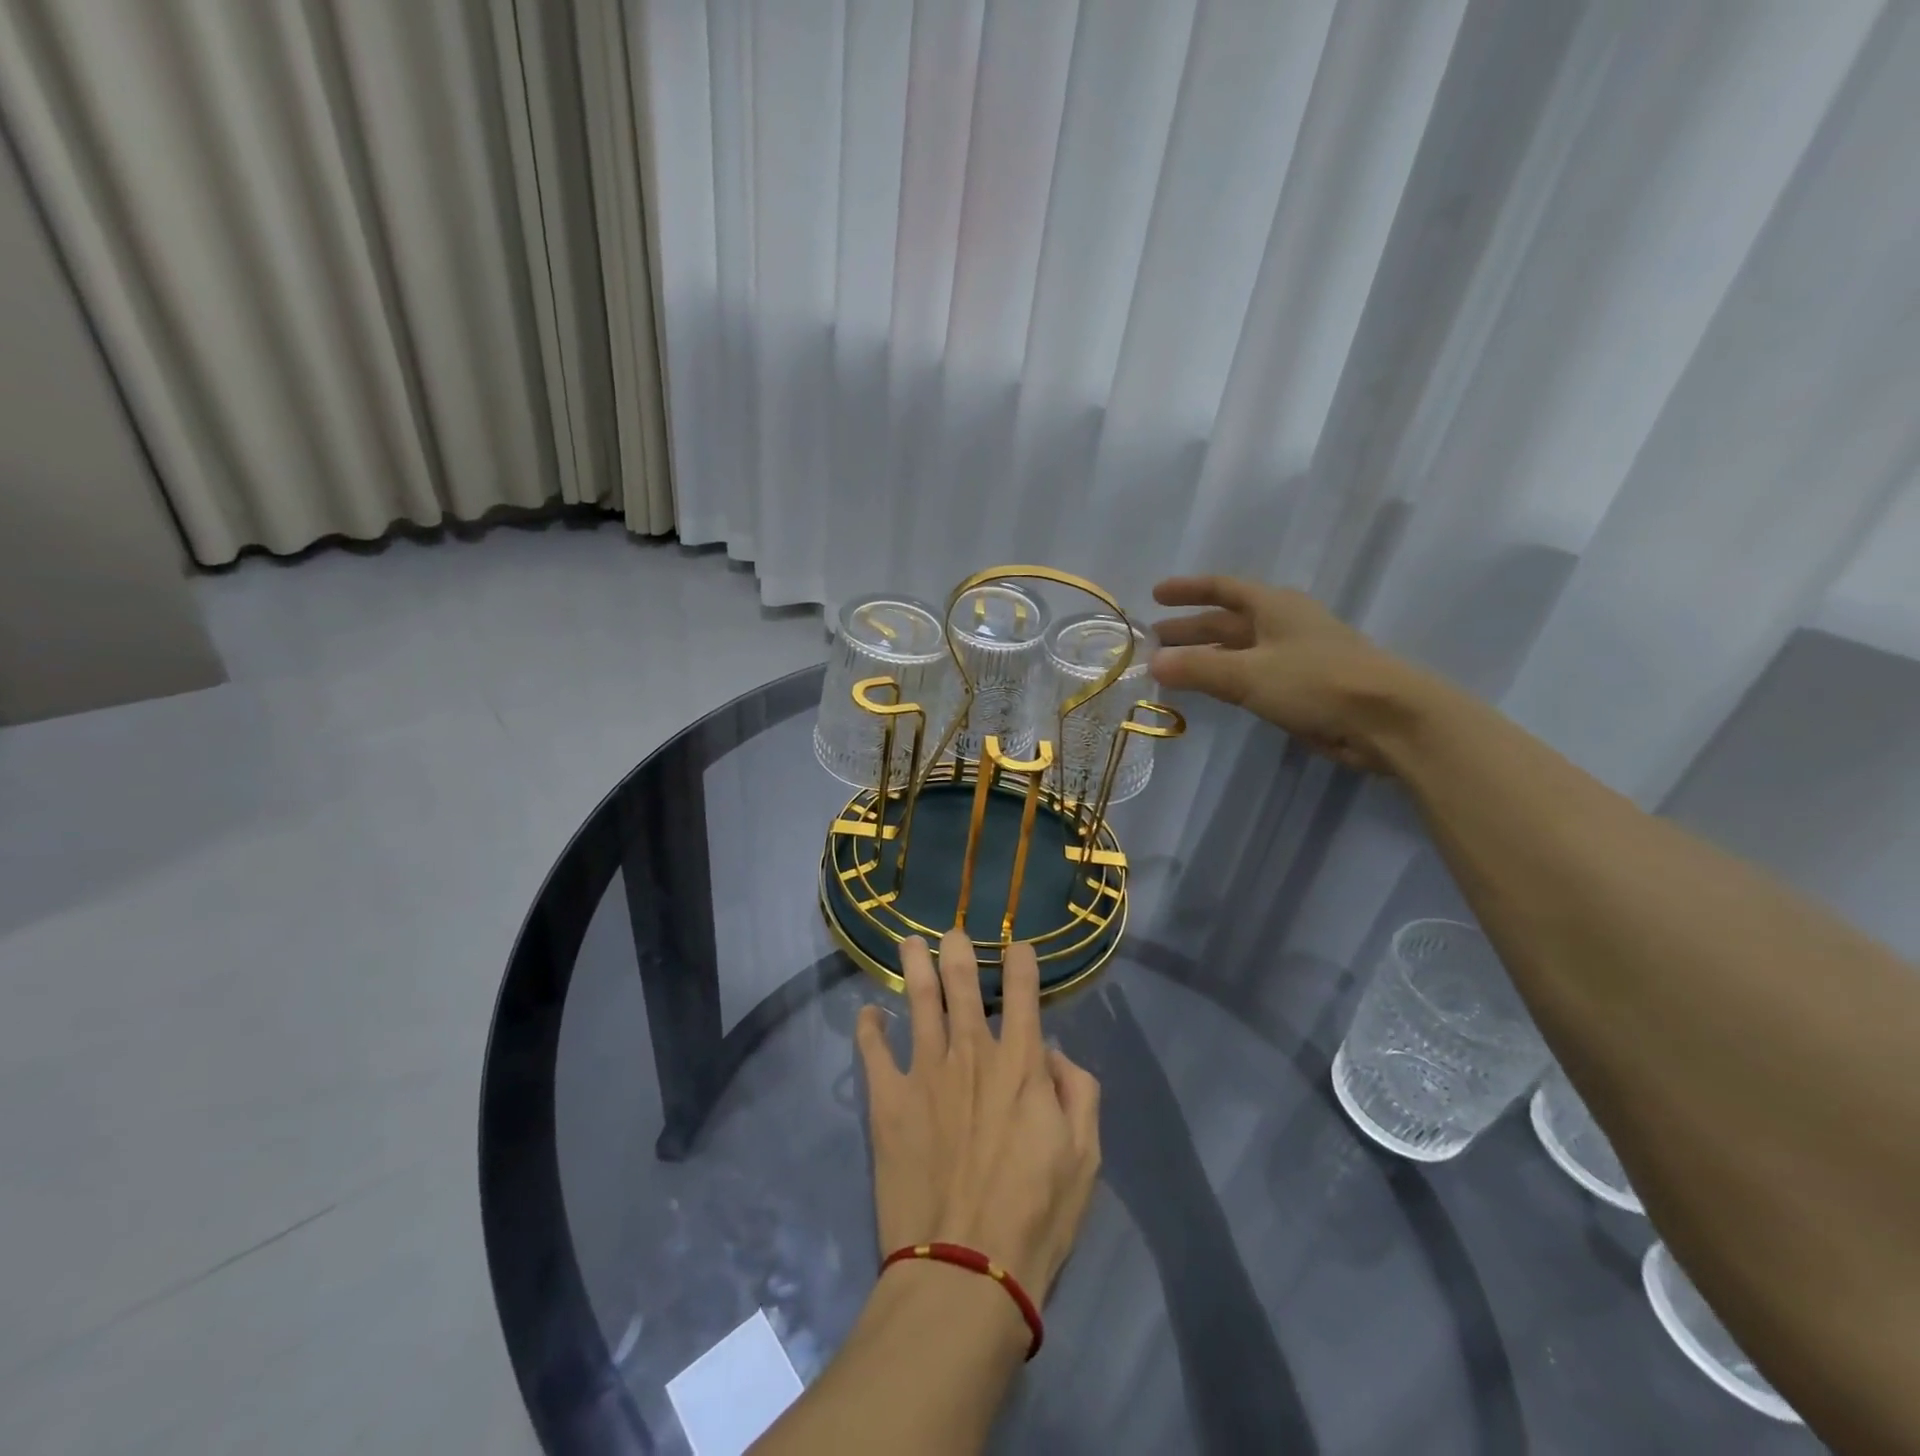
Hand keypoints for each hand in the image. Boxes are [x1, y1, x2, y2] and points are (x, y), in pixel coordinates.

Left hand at [854, 930, 1100, 1302]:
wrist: (966, 1270)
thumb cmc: (1035, 1215)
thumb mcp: (1085, 1157)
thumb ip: (1078, 1093)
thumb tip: (1053, 1052)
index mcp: (1020, 1064)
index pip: (1023, 992)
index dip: (1022, 961)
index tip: (1018, 945)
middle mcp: (971, 1053)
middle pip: (962, 983)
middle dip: (958, 950)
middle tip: (953, 931)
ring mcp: (925, 1072)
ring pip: (919, 1001)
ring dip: (914, 966)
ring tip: (909, 942)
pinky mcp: (888, 1101)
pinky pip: (873, 1052)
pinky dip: (869, 1028)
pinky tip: (868, 1013)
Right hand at [1149, 574, 1423, 773]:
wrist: (1386, 720)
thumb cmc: (1315, 681)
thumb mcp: (1248, 673)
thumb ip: (1197, 668)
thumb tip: (1151, 662)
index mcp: (1273, 606)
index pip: (1223, 588)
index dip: (1188, 589)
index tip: (1155, 594)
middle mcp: (1283, 624)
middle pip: (1227, 620)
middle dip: (1189, 628)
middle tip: (1153, 640)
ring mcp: (1294, 655)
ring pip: (1238, 649)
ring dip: (1204, 655)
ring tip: (1170, 667)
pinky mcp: (1302, 687)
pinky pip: (1251, 675)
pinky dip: (1225, 677)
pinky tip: (1209, 690)